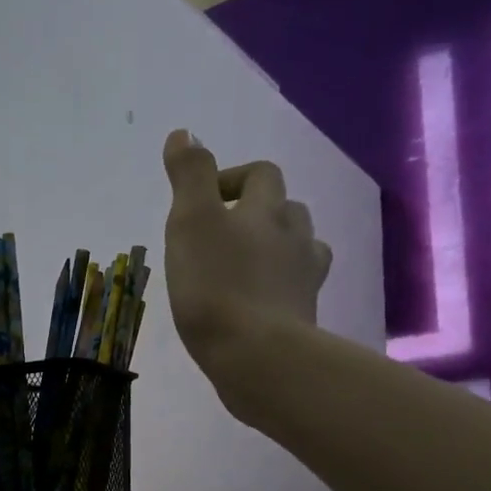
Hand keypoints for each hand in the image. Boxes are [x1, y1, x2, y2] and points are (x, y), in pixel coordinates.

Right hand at [161, 130, 331, 407]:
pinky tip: (260, 304)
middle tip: (222, 235)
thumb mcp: (191, 222)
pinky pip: (297, 291)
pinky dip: (280, 289)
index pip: (261, 174)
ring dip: (276, 248)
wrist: (256, 356)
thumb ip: (190, 176)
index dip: (234, 178)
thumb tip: (185, 133)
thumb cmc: (216, 286)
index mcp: (266, 210)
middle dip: (258, 212)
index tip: (205, 200)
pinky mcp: (304, 318)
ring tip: (245, 267)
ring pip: (300, 249)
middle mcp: (295, 237)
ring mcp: (305, 280)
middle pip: (286, 209)